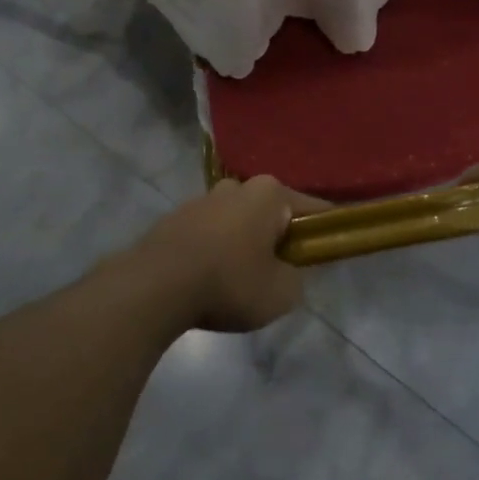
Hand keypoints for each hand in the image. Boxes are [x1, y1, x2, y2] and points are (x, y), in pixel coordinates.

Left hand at [134, 176, 323, 332]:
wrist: (153, 288)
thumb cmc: (229, 283)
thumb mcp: (282, 293)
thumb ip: (297, 278)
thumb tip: (289, 272)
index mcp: (269, 194)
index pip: (313, 209)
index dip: (323, 233)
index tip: (325, 255)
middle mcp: (237, 186)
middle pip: (271, 213)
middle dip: (278, 238)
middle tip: (278, 274)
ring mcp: (201, 200)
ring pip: (237, 222)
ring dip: (243, 245)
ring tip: (239, 283)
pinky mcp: (174, 219)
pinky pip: (208, 234)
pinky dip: (215, 252)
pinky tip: (208, 281)